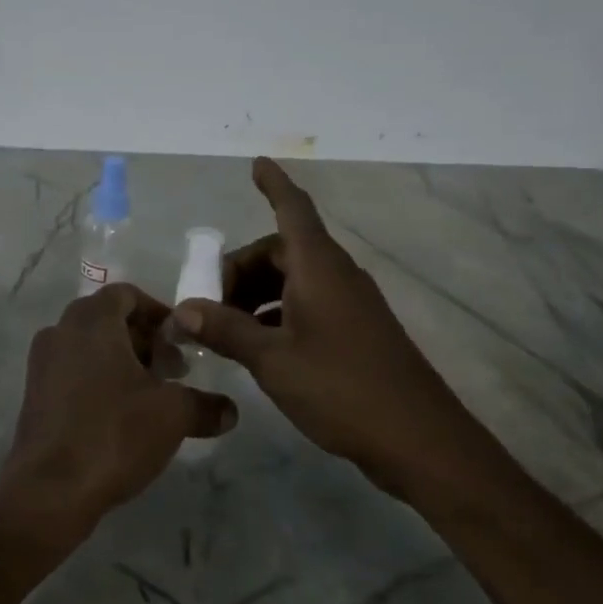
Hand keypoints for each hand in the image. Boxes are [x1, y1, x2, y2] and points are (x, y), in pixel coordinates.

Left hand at [1, 284, 238, 531]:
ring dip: (121, 362)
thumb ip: (205, 405)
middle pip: (108, 319)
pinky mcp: (34, 395)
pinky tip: (120, 416)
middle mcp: (61, 332)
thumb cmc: (114, 433)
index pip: (126, 294)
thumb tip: (230, 410)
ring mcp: (41, 363)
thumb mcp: (172, 415)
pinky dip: (98, 380)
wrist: (50, 489)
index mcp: (91, 321)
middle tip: (173, 371)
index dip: (158, 312)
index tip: (181, 341)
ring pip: (89, 347)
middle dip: (144, 340)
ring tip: (151, 396)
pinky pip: (72, 372)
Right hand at [174, 158, 474, 498]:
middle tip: (209, 301)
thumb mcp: (272, 360)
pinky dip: (276, 313)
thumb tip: (183, 310)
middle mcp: (336, 277)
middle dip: (242, 268)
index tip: (255, 163)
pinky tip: (256, 346)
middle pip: (282, 250)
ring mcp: (349, 305)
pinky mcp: (355, 332)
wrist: (419, 440)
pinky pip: (306, 304)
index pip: (293, 210)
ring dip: (256, 294)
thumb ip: (226, 331)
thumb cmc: (342, 388)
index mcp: (318, 269)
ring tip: (225, 328)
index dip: (273, 185)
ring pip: (293, 280)